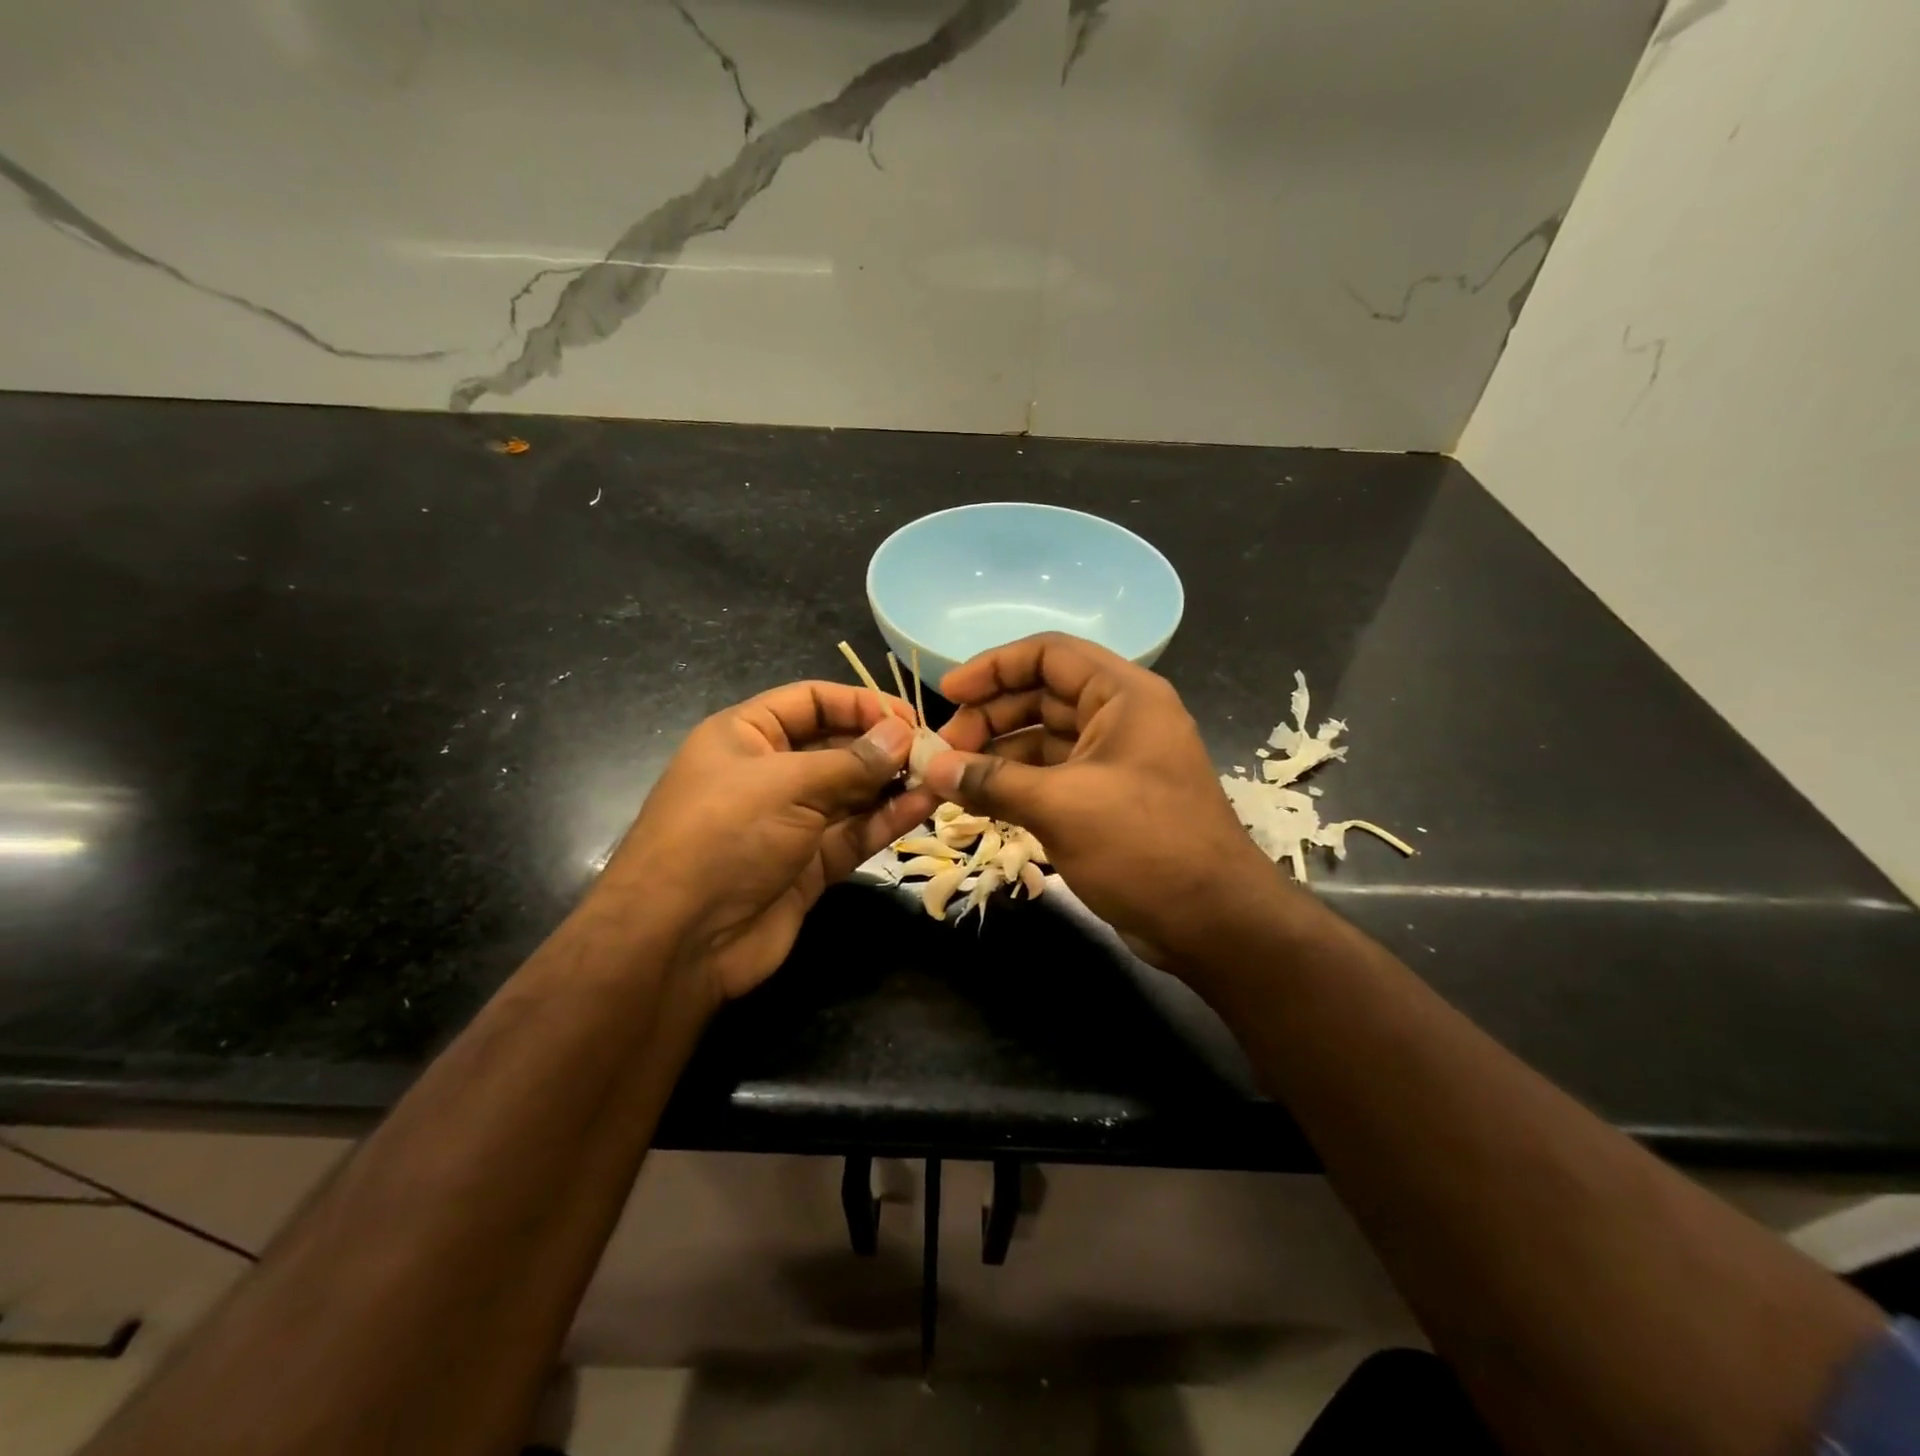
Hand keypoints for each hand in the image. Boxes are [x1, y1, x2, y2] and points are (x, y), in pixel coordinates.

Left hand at [596, 683, 936, 1002]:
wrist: (680, 940)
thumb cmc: (723, 836)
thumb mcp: (786, 784)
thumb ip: (852, 761)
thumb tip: (903, 734)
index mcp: (746, 735)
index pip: (811, 701)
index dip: (859, 703)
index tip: (908, 716)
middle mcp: (769, 773)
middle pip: (836, 746)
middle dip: (882, 746)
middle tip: (933, 751)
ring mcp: (791, 821)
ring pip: (851, 792)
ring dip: (892, 783)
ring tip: (939, 776)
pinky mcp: (810, 863)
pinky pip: (854, 832)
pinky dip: (887, 819)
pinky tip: (923, 806)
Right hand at [926, 634, 1289, 966]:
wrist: (1212, 922)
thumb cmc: (1143, 846)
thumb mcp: (1062, 807)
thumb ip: (993, 781)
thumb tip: (932, 768)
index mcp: (1123, 695)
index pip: (1049, 654)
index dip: (994, 666)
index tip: (947, 693)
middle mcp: (1120, 717)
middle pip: (1042, 695)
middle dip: (990, 716)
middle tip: (944, 750)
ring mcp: (1114, 760)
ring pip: (1043, 738)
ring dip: (997, 753)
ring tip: (952, 778)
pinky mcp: (1106, 799)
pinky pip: (1051, 775)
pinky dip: (1015, 783)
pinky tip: (979, 800)